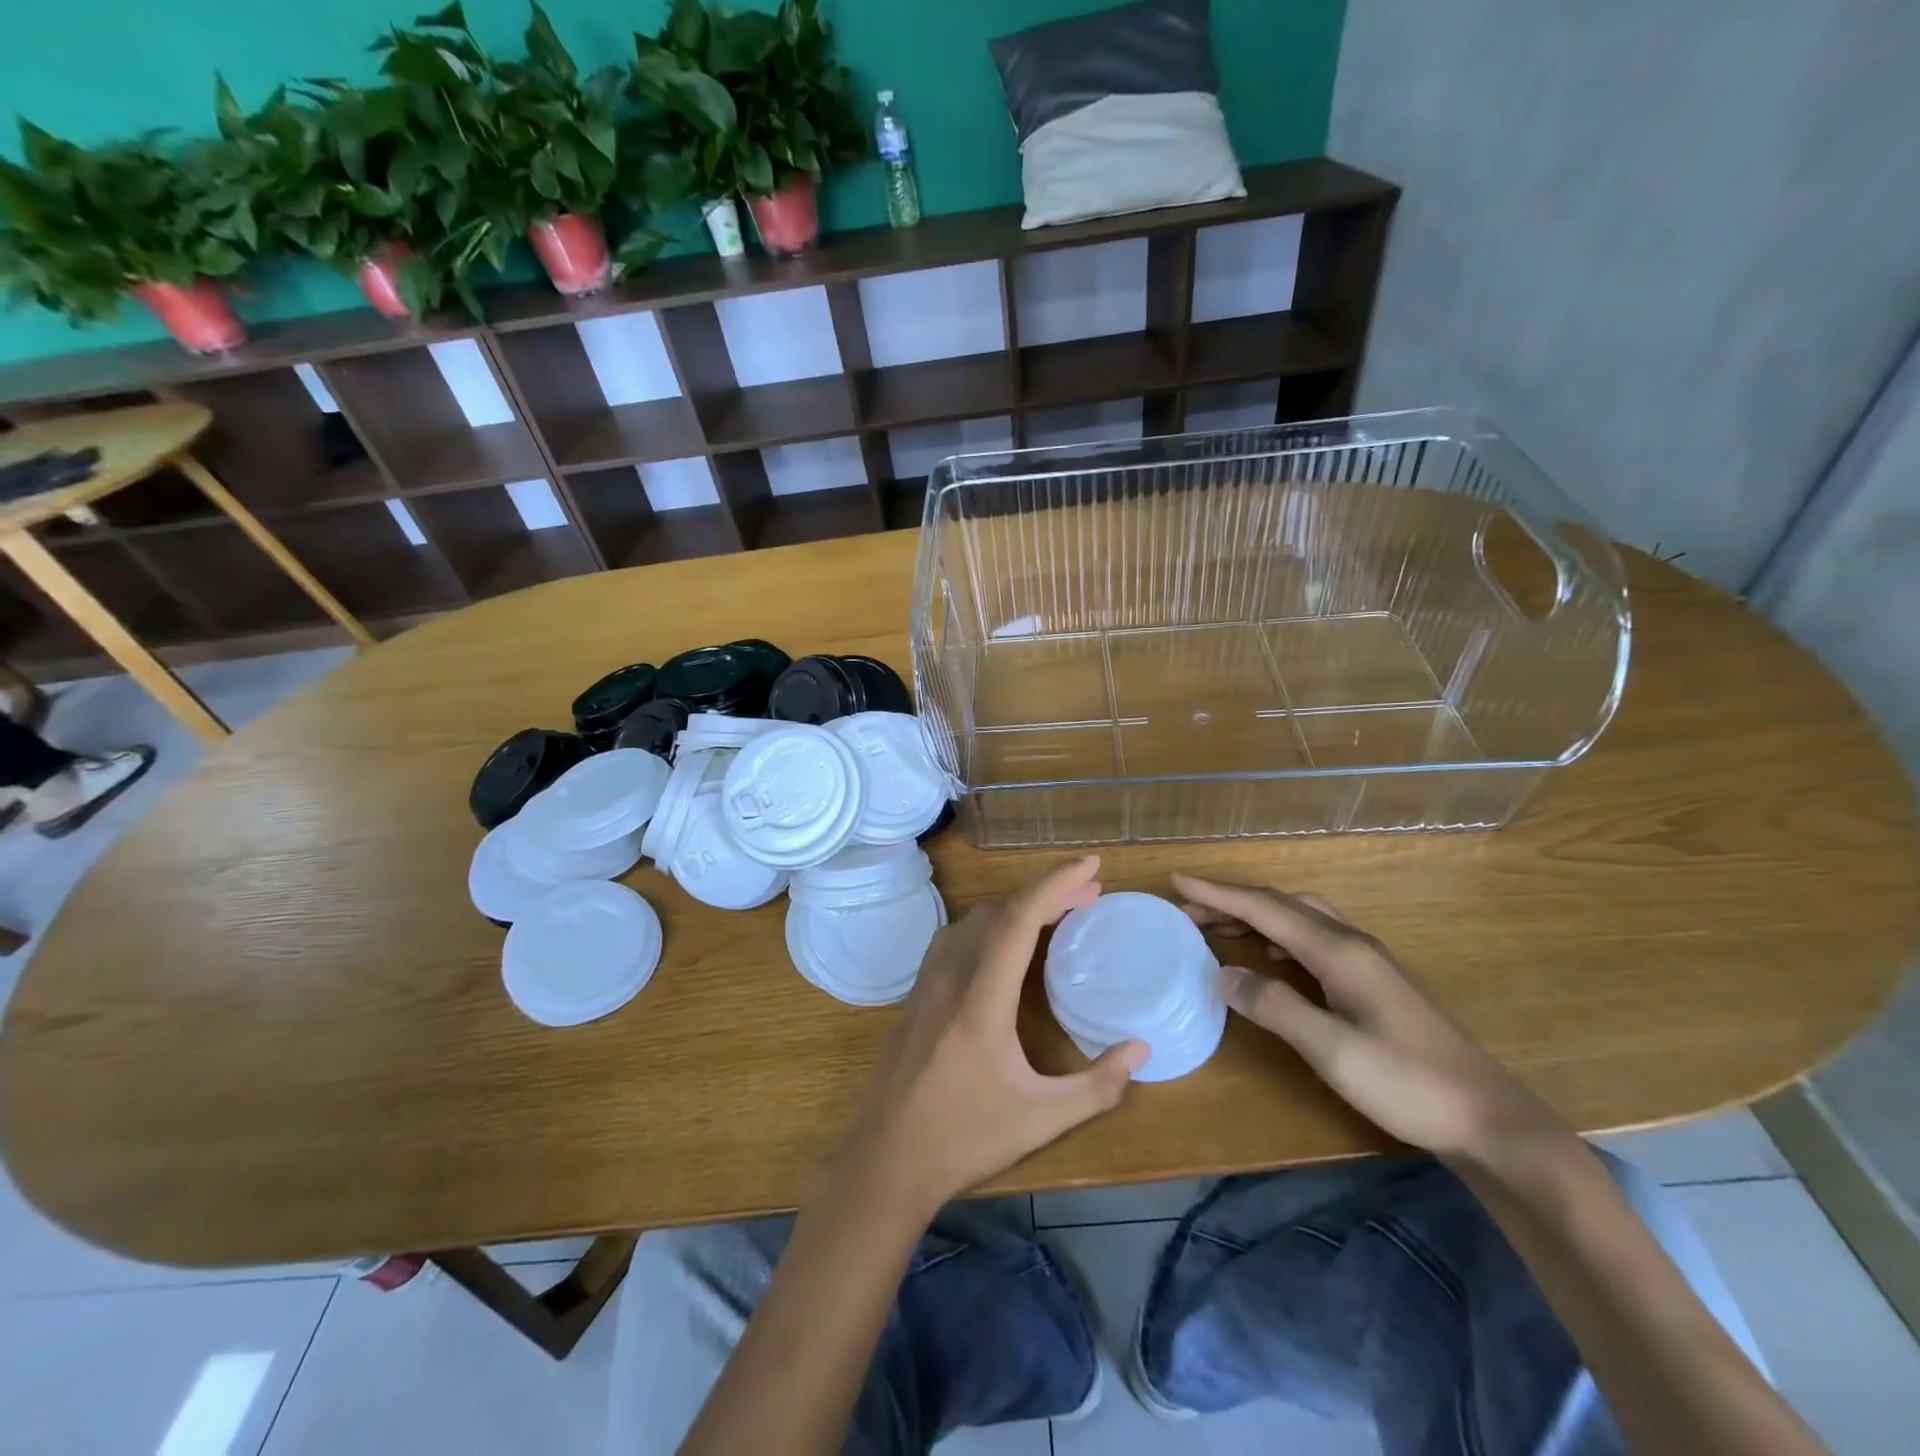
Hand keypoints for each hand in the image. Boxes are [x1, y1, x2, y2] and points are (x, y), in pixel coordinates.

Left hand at [838, 857, 1147, 1213]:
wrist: (886, 1158)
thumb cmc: (964, 1138)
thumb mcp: (1041, 1119)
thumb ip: (1097, 1085)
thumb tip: (1142, 1048)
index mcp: (981, 998)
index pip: (1020, 919)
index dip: (1056, 884)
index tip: (1091, 866)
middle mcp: (951, 975)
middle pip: (1001, 912)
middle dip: (1047, 893)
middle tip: (1090, 894)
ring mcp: (929, 980)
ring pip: (976, 920)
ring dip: (1018, 906)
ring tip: (1058, 912)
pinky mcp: (918, 991)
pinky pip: (958, 936)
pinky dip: (992, 923)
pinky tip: (1007, 941)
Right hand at [1173, 873, 1564, 1160]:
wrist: (1487, 1118)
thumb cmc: (1407, 1083)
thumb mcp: (1332, 1051)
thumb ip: (1275, 1007)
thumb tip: (1223, 975)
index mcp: (1338, 951)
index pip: (1265, 908)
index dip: (1218, 894)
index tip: (1177, 882)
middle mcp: (1351, 943)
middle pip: (1281, 904)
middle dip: (1231, 900)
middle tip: (1188, 911)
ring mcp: (1366, 961)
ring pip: (1298, 917)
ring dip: (1254, 915)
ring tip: (1216, 927)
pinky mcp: (1372, 980)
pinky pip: (1311, 937)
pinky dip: (1277, 933)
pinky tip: (1267, 953)